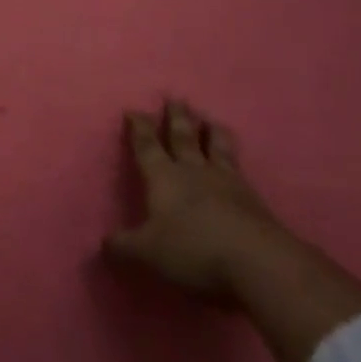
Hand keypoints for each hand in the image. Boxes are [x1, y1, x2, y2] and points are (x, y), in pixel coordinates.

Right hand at [104, 98, 289, 298]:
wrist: (258, 262)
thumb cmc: (194, 250)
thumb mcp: (148, 253)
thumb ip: (124, 247)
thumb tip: (102, 244)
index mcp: (164, 177)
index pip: (147, 146)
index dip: (139, 128)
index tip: (134, 110)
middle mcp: (193, 171)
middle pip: (183, 137)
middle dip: (176, 118)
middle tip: (175, 99)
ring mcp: (226, 182)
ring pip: (216, 147)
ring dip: (210, 131)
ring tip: (209, 119)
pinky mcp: (253, 199)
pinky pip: (239, 168)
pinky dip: (234, 157)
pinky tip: (236, 160)